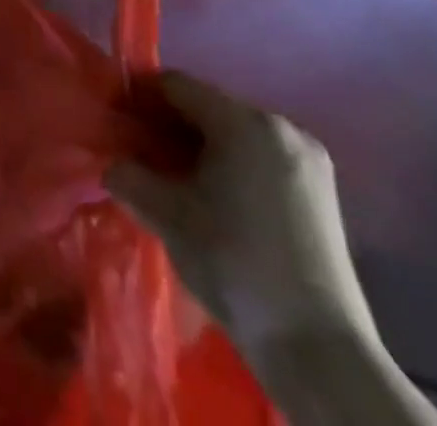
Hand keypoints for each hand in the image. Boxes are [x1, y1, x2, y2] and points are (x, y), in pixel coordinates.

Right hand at [108, 72, 377, 359]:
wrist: (317, 350)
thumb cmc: (234, 263)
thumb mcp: (165, 214)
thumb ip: (127, 173)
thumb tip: (115, 162)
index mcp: (243, 121)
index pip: (175, 85)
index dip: (140, 100)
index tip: (119, 127)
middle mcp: (280, 125)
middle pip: (207, 107)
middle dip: (170, 127)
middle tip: (143, 158)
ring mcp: (308, 159)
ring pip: (235, 134)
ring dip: (201, 149)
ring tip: (178, 184)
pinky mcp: (322, 192)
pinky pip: (260, 158)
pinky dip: (232, 167)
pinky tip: (217, 202)